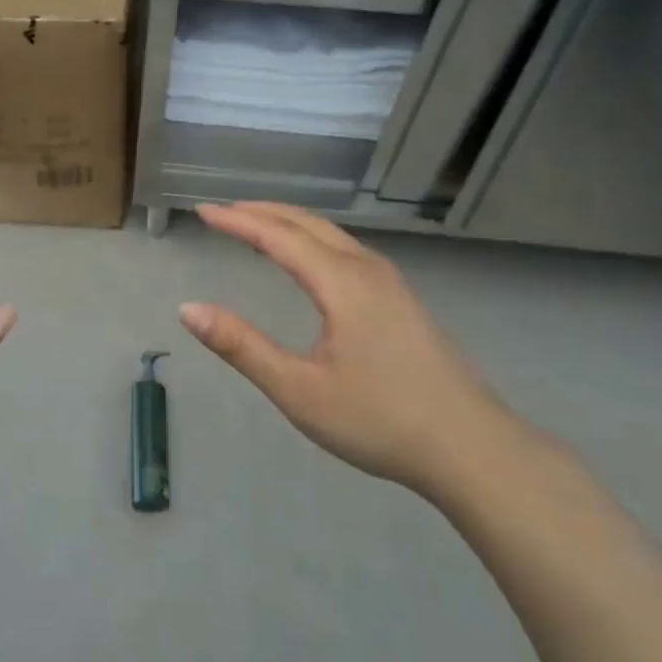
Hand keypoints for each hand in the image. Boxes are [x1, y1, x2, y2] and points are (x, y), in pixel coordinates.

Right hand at [180, 202, 518, 502]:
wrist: (473, 449)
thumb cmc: (381, 420)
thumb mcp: (299, 391)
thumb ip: (242, 347)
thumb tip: (188, 309)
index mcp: (341, 282)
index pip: (277, 235)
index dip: (236, 221)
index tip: (201, 211)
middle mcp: (366, 268)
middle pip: (306, 222)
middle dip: (261, 211)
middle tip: (222, 211)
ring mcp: (390, 282)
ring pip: (330, 233)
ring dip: (288, 222)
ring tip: (255, 225)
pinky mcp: (401, 299)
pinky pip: (345, 249)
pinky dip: (311, 239)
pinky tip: (306, 260)